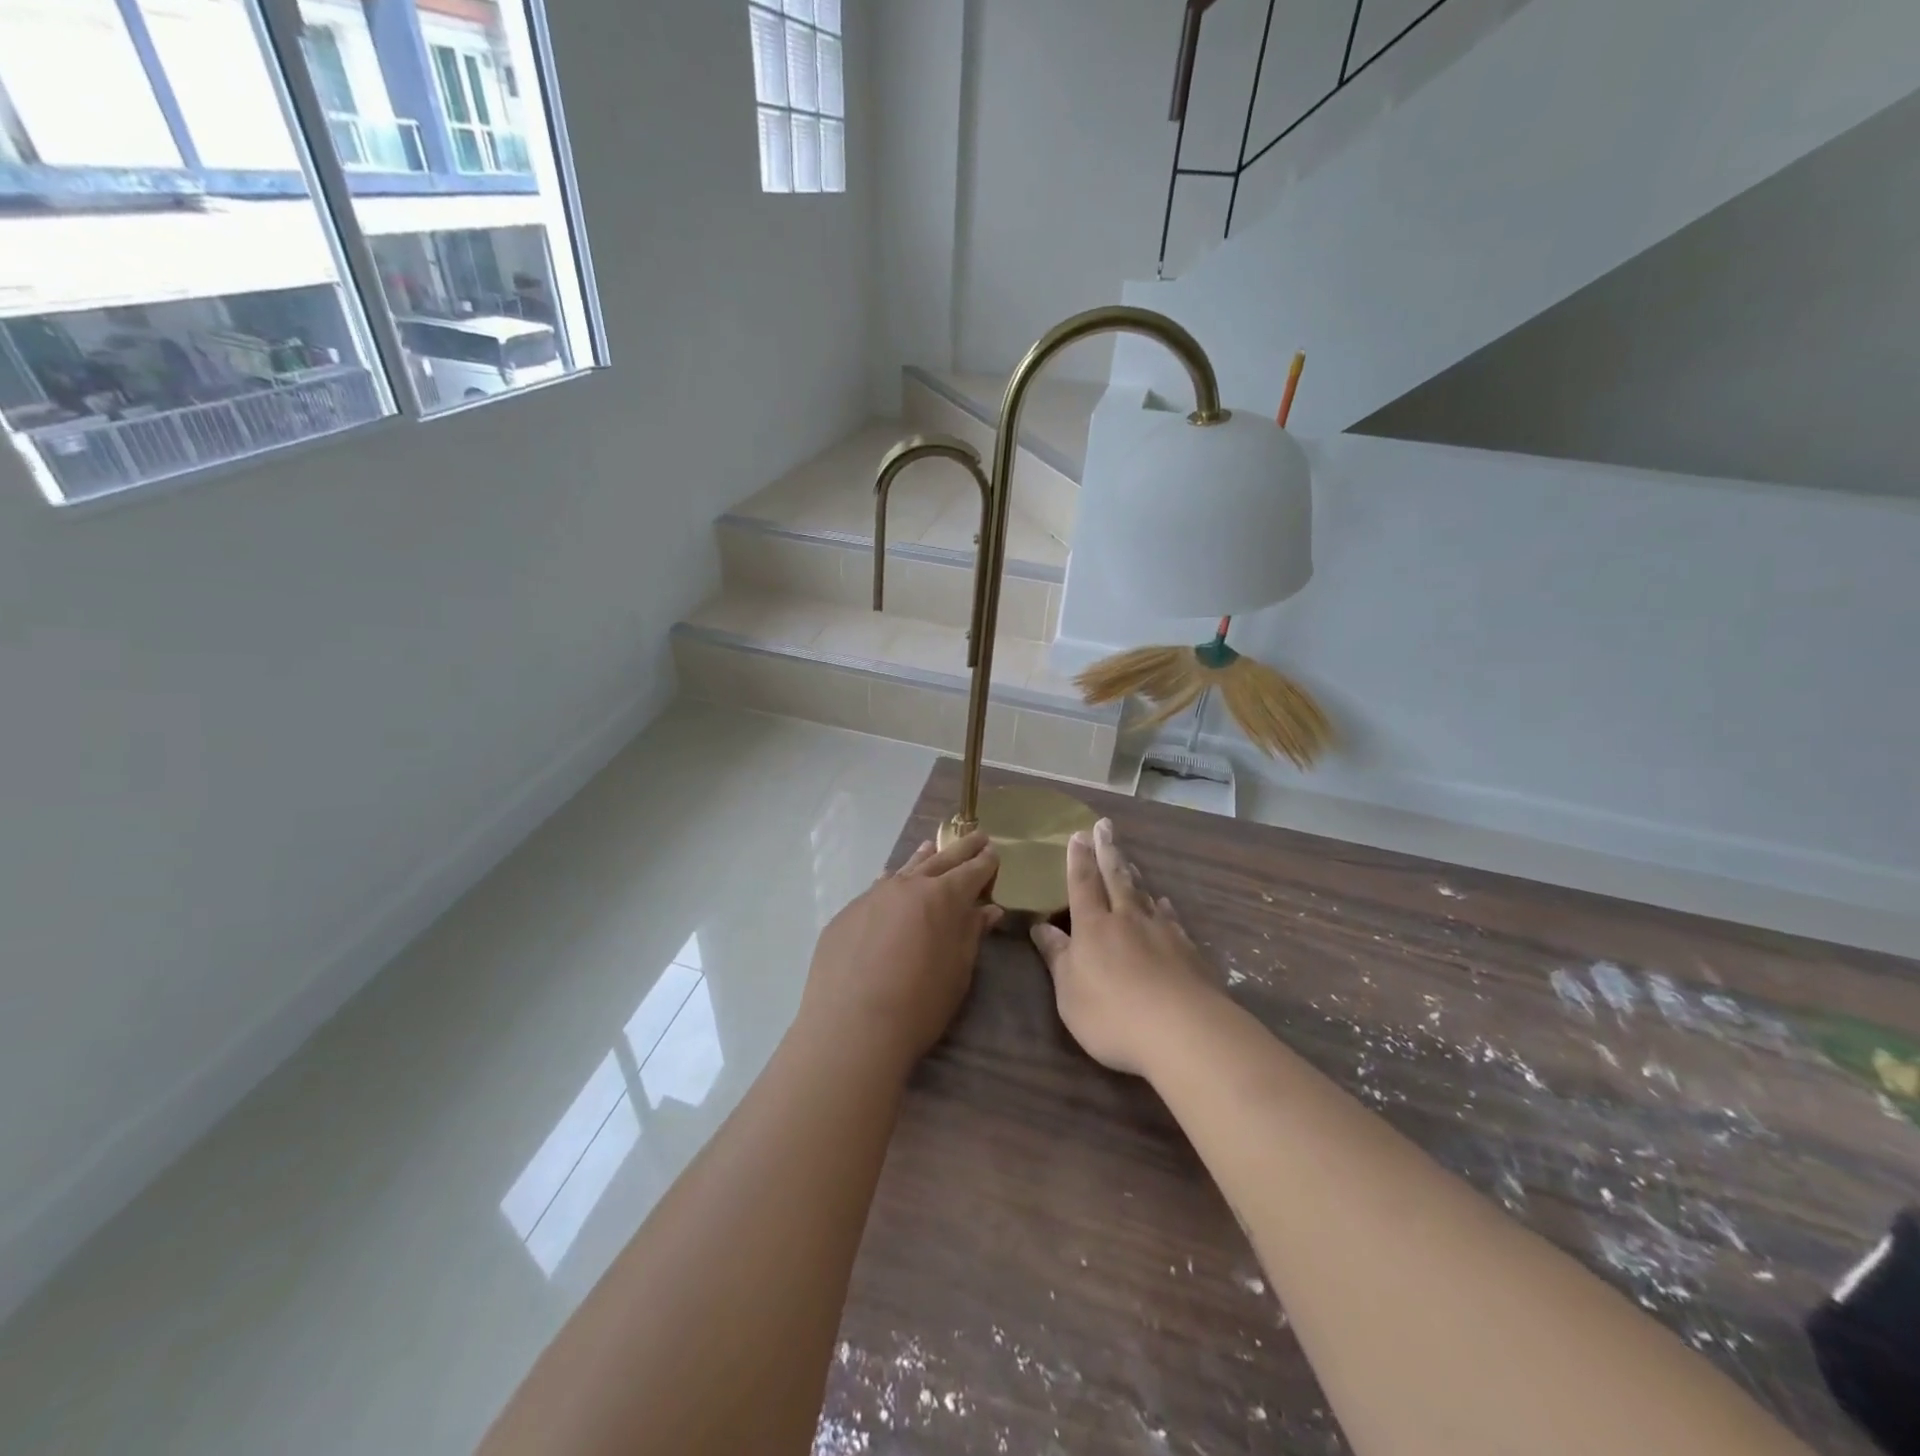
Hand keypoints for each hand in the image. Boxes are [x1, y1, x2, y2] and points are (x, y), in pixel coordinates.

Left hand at [799, 832, 1002, 1070]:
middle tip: (977, 835)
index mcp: (944, 897)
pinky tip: (889, 881)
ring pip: (905, 869)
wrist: (852, 1025)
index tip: (994, 852)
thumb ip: (972, 933)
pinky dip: (891, 882)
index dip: (986, 862)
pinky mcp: (848, 913)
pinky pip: (877, 889)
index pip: (972, 871)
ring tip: (932, 846)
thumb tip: (988, 909)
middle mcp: (908, 885)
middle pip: (941, 860)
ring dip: (923, 858)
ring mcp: (874, 896)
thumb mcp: (958, 971)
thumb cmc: (919, 1003)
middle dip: (962, 849)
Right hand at [1030, 818, 1220, 1076]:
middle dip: (1108, 851)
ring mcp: (1161, 932)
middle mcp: (1127, 919)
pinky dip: (1163, 907)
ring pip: (1143, 894)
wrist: (1184, 1031)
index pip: (1083, 883)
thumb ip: (1057, 956)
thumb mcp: (1069, 992)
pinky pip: (1170, 919)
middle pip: (1116, 877)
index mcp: (1093, 926)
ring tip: (1129, 859)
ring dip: (1133, 874)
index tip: (1078, 835)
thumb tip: (1041, 926)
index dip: (1079, 859)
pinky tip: (1163, 903)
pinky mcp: (1188, 951)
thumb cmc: (1113, 1015)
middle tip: (1105, 825)